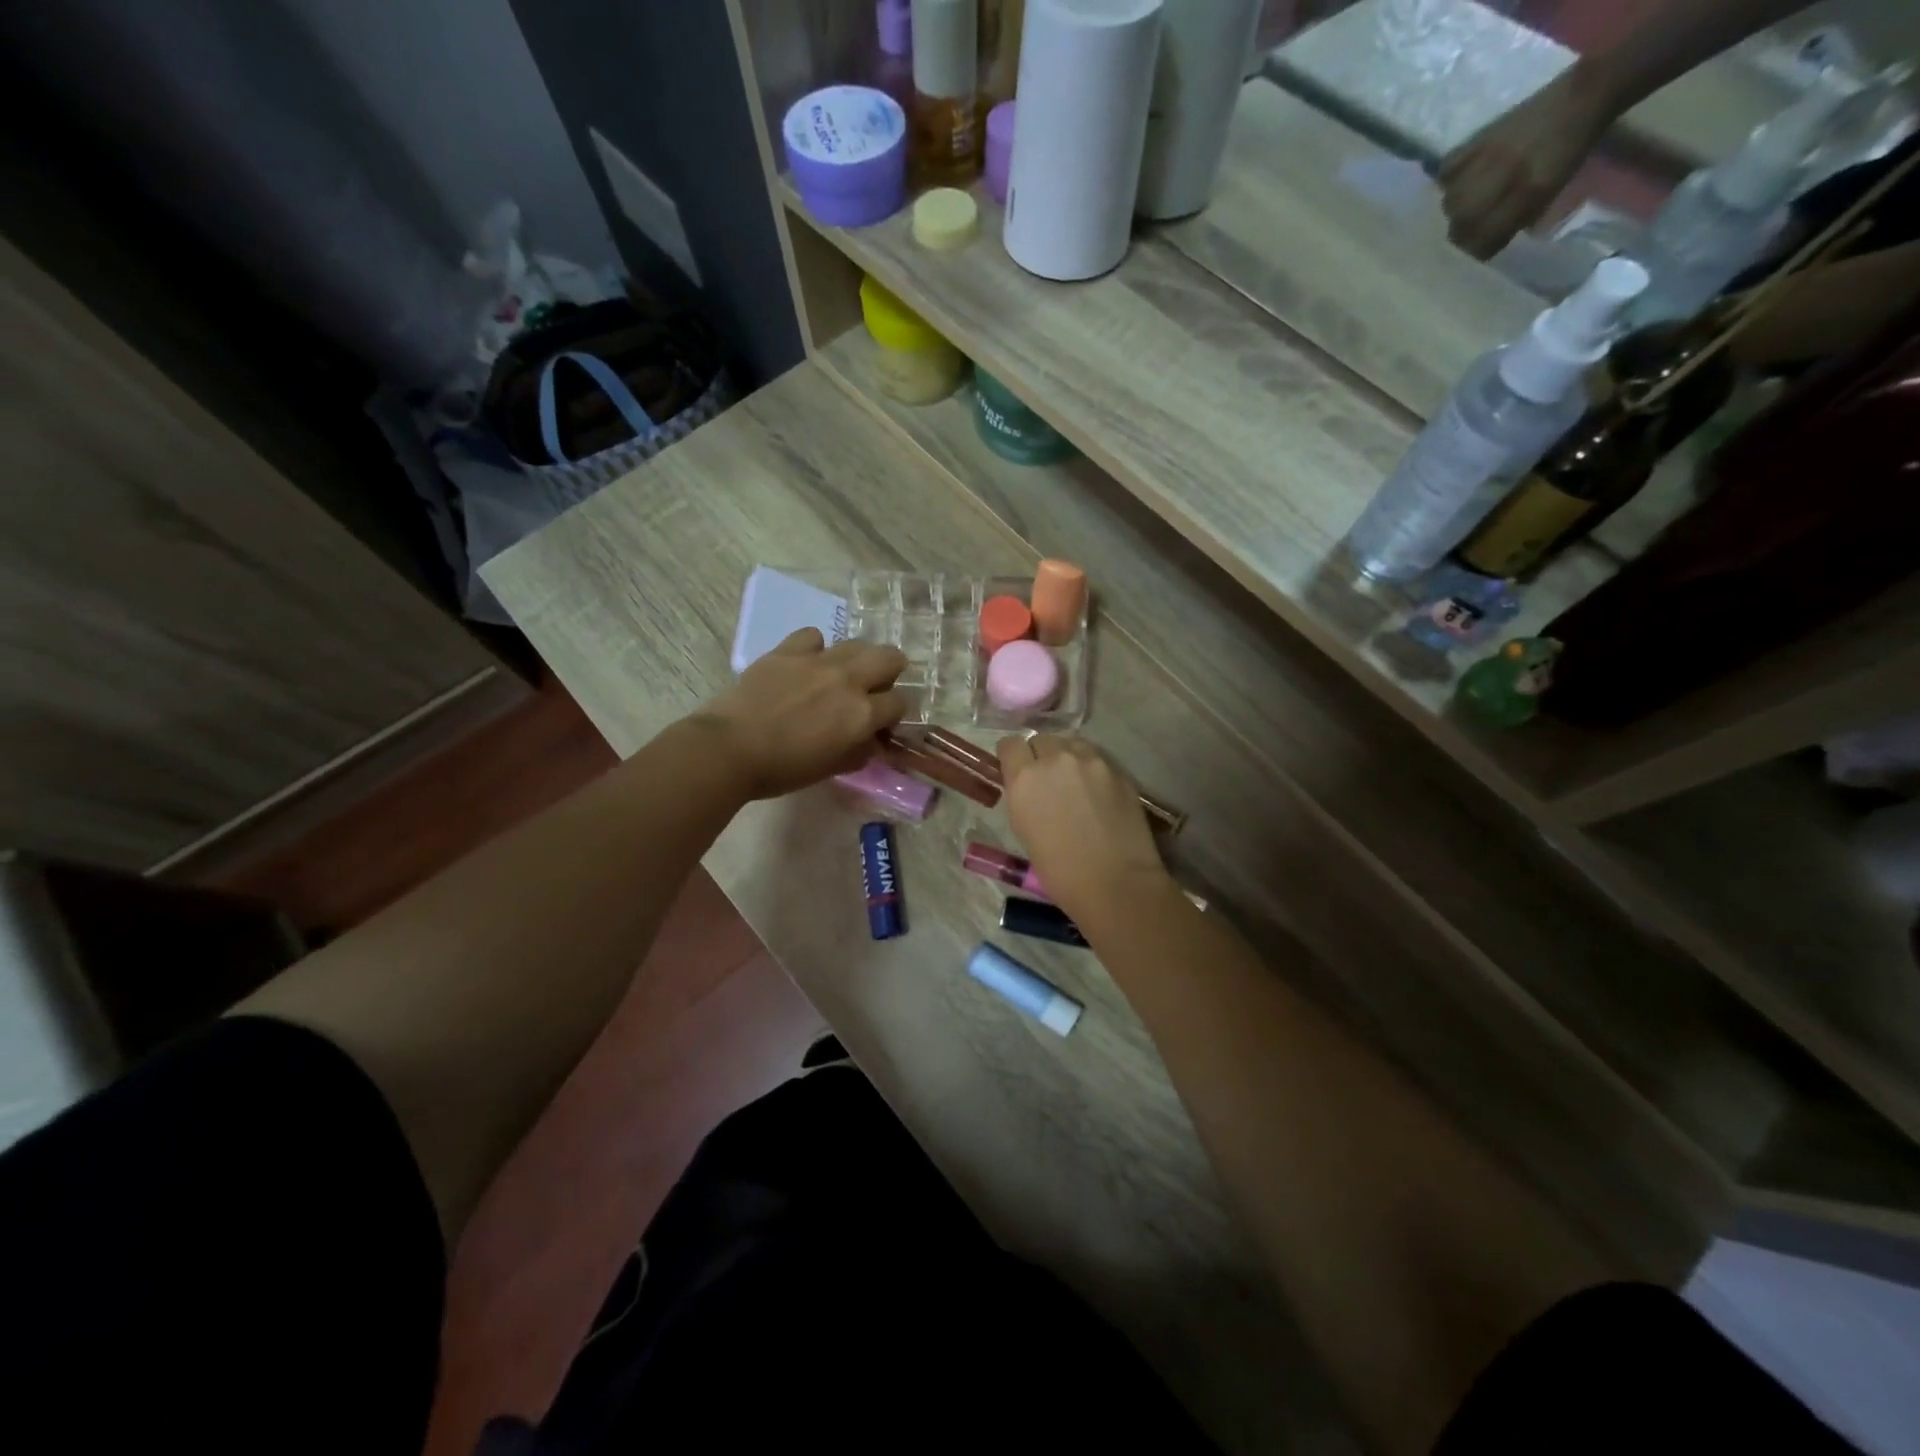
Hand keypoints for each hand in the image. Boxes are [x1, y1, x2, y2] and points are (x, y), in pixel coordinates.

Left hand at [692, 629, 908, 799]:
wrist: (729, 749)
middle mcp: (849, 680)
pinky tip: (804, 665)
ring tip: (838, 677)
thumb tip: (869, 740)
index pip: (900, 703)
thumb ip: (859, 751)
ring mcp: (818, 661)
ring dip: (856, 660)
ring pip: (857, 643)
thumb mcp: (832, 769)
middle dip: (889, 673)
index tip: (879, 726)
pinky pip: (814, 636)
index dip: (892, 715)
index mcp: (863, 714)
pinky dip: (815, 648)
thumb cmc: (783, 770)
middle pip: (890, 657)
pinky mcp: (788, 650)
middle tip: (872, 690)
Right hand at [997, 735, 1168, 921]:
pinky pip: (1097, 759)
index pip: (1010, 744)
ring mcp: (1091, 761)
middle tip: (1048, 780)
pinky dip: (1092, 769)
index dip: (1012, 756)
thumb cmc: (1060, 870)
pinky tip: (1098, 794)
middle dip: (1041, 756)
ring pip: (1072, 744)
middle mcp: (1056, 759)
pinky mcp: (1118, 770)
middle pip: (1042, 740)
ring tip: (1075, 783)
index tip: (1016, 769)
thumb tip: (1029, 786)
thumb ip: (1023, 797)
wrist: (1115, 882)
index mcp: (1025, 778)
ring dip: (1068, 758)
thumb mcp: (1023, 830)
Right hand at [1438, 63, 1613, 258]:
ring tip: (1467, 200)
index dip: (1479, 248)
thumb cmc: (1571, 150)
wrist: (1582, 97)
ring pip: (1449, 201)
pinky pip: (1447, 171)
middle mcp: (1504, 177)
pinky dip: (1449, 179)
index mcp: (1528, 193)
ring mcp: (1489, 156)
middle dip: (1462, 231)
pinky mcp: (1479, 137)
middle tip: (1471, 225)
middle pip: (1458, 225)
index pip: (1481, 242)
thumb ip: (1516, 220)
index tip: (1483, 243)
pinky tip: (1460, 177)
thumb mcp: (1551, 194)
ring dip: (1455, 206)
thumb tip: (1487, 241)